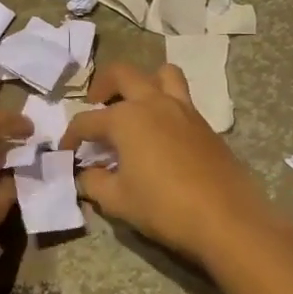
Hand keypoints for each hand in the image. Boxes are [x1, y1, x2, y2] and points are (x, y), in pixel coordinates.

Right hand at [61, 63, 287, 270]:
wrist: (227, 219)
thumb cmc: (164, 207)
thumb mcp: (118, 201)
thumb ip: (94, 183)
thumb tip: (85, 175)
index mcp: (126, 118)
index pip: (87, 121)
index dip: (71, 136)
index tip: (66, 152)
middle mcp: (153, 103)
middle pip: (122, 74)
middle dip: (102, 86)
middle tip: (95, 105)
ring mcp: (183, 109)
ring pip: (161, 74)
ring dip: (143, 82)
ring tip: (134, 105)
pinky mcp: (204, 124)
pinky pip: (181, 98)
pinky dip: (165, 103)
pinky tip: (160, 133)